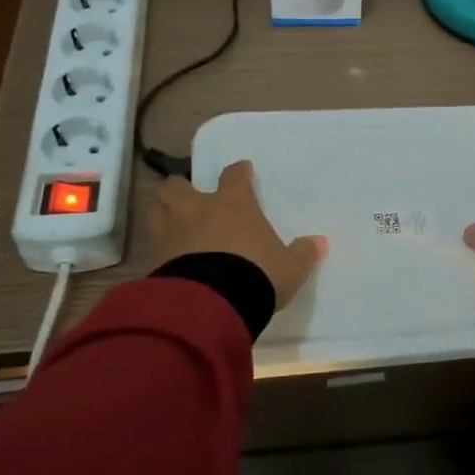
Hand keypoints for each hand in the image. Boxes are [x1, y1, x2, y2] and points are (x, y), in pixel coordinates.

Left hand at [154, 161, 326, 308]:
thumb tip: (320, 243)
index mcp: (232, 204)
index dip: (239, 172)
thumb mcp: (289, 268)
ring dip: (165, 214)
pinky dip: (161, 248)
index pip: (234, 176)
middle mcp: (197, 210)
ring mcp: (171, 233)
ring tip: (174, 225)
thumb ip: (302, 254)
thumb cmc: (256, 274)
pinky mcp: (154, 259)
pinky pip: (155, 245)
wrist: (212, 304)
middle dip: (183, 188)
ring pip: (158, 210)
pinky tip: (170, 259)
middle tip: (191, 198)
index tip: (242, 171)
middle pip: (179, 186)